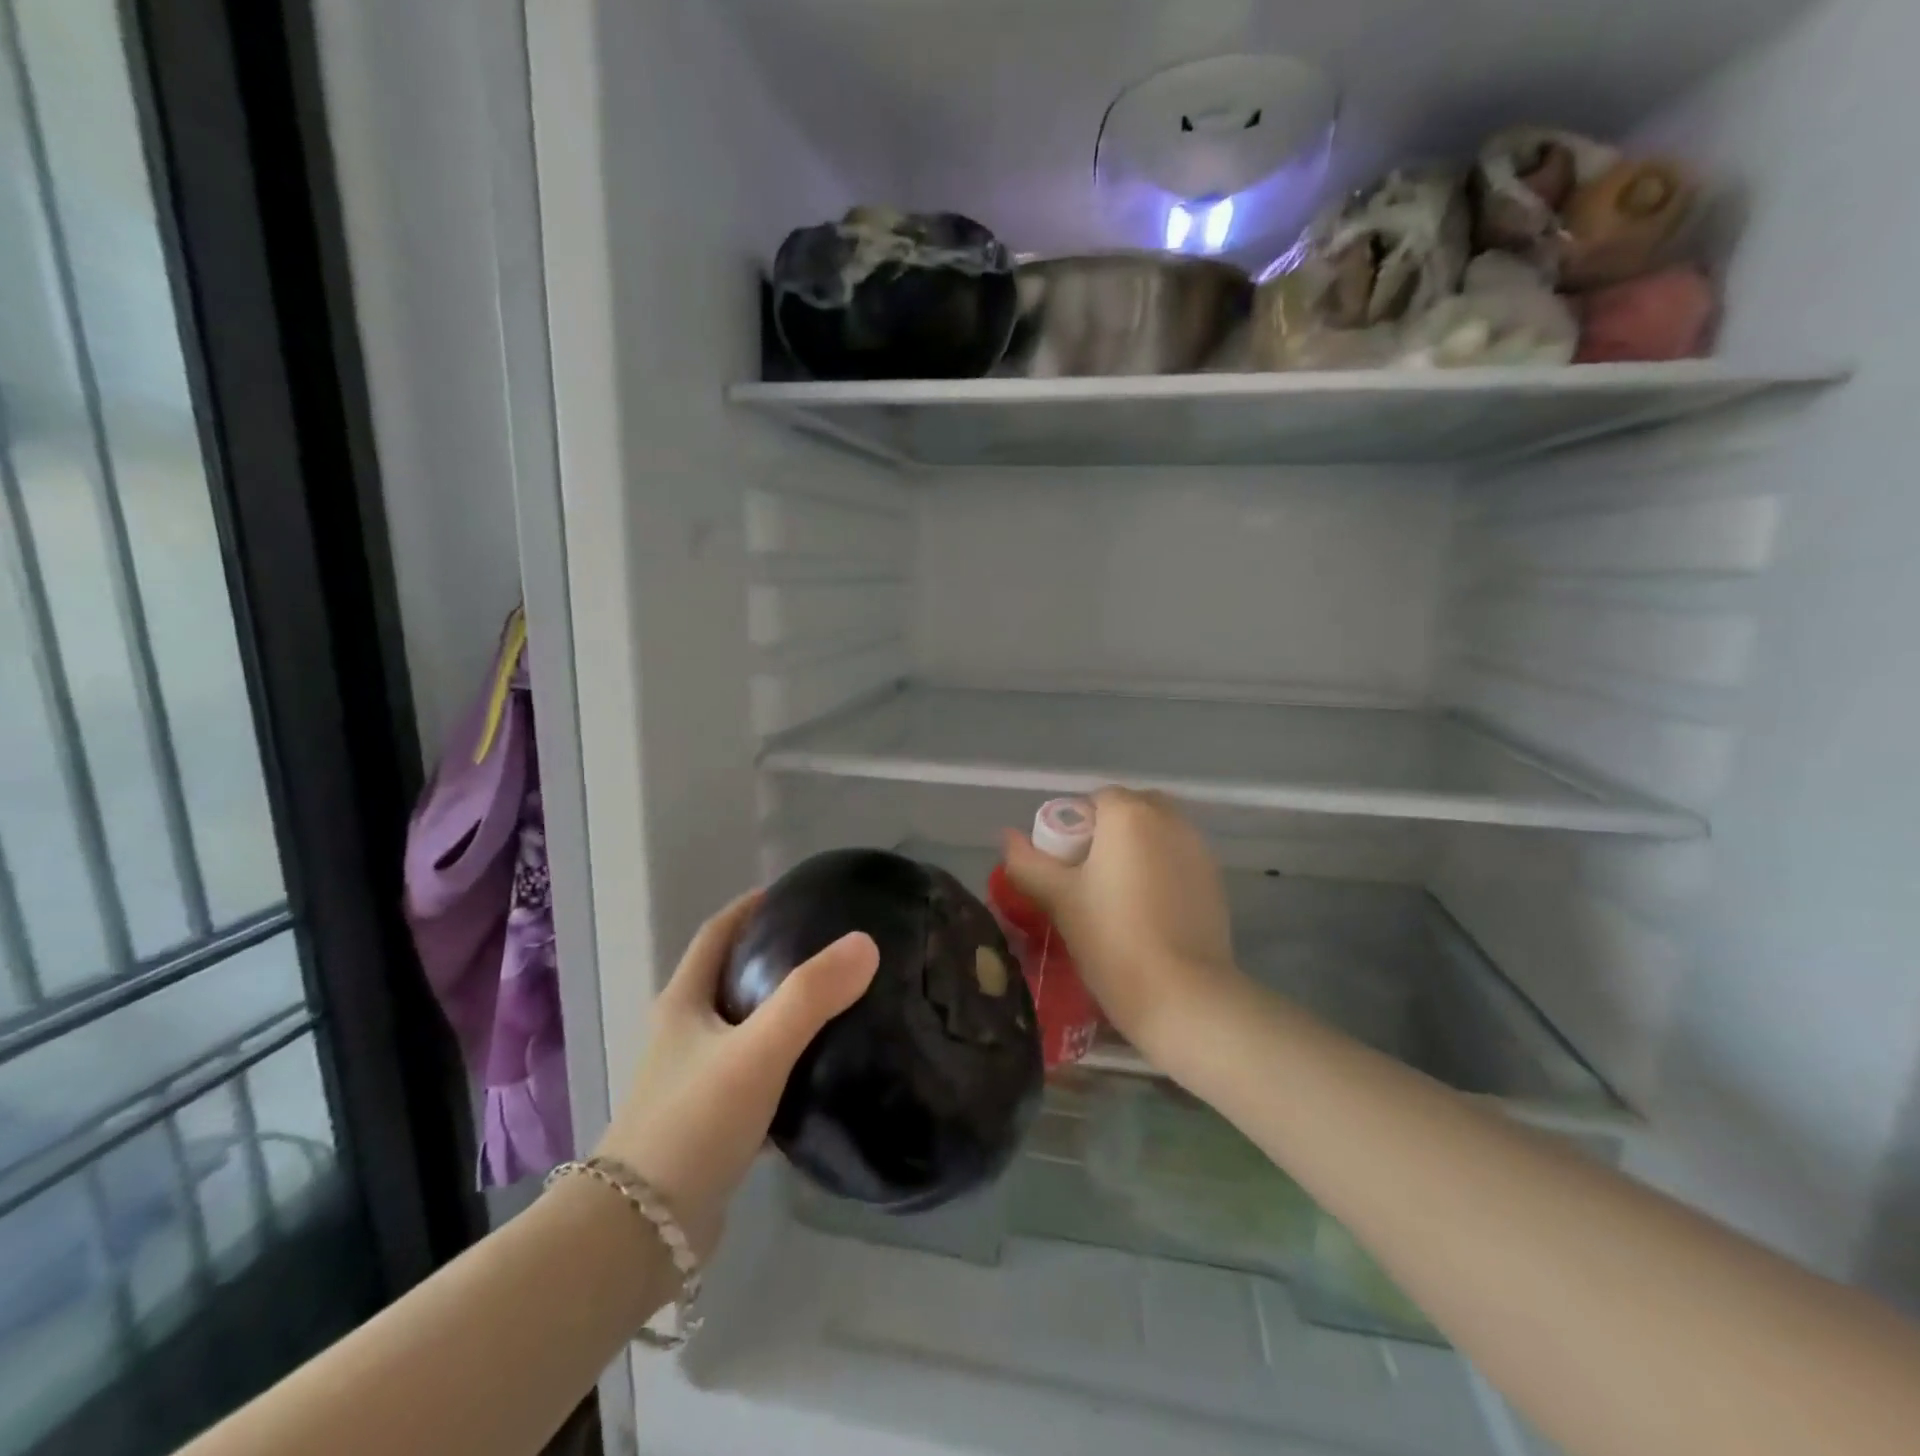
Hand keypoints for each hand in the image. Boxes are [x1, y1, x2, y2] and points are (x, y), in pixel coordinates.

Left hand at [594, 892, 878, 1257]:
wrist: (640, 1237)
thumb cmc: (692, 1124)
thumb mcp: (756, 1050)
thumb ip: (810, 996)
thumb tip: (864, 944)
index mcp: (684, 1003)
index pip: (717, 934)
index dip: (751, 907)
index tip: (793, 894)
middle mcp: (685, 1036)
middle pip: (732, 979)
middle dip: (774, 958)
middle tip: (830, 948)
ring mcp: (696, 1083)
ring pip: (746, 1032)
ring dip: (783, 1014)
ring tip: (838, 1003)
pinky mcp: (712, 1126)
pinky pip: (757, 1080)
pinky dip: (787, 1068)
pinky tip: (824, 1075)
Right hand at [1002, 788, 1241, 1063]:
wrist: (1183, 995)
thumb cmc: (1112, 938)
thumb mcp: (1059, 900)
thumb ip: (1027, 863)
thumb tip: (1007, 838)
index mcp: (1129, 814)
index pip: (1094, 800)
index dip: (1074, 828)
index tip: (1065, 867)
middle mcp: (1169, 819)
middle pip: (1130, 811)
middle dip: (1108, 834)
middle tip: (1089, 879)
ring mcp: (1198, 848)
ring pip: (1157, 834)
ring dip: (1136, 850)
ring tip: (1118, 897)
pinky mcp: (1215, 879)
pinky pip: (1177, 858)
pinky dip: (1161, 870)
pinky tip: (1149, 912)